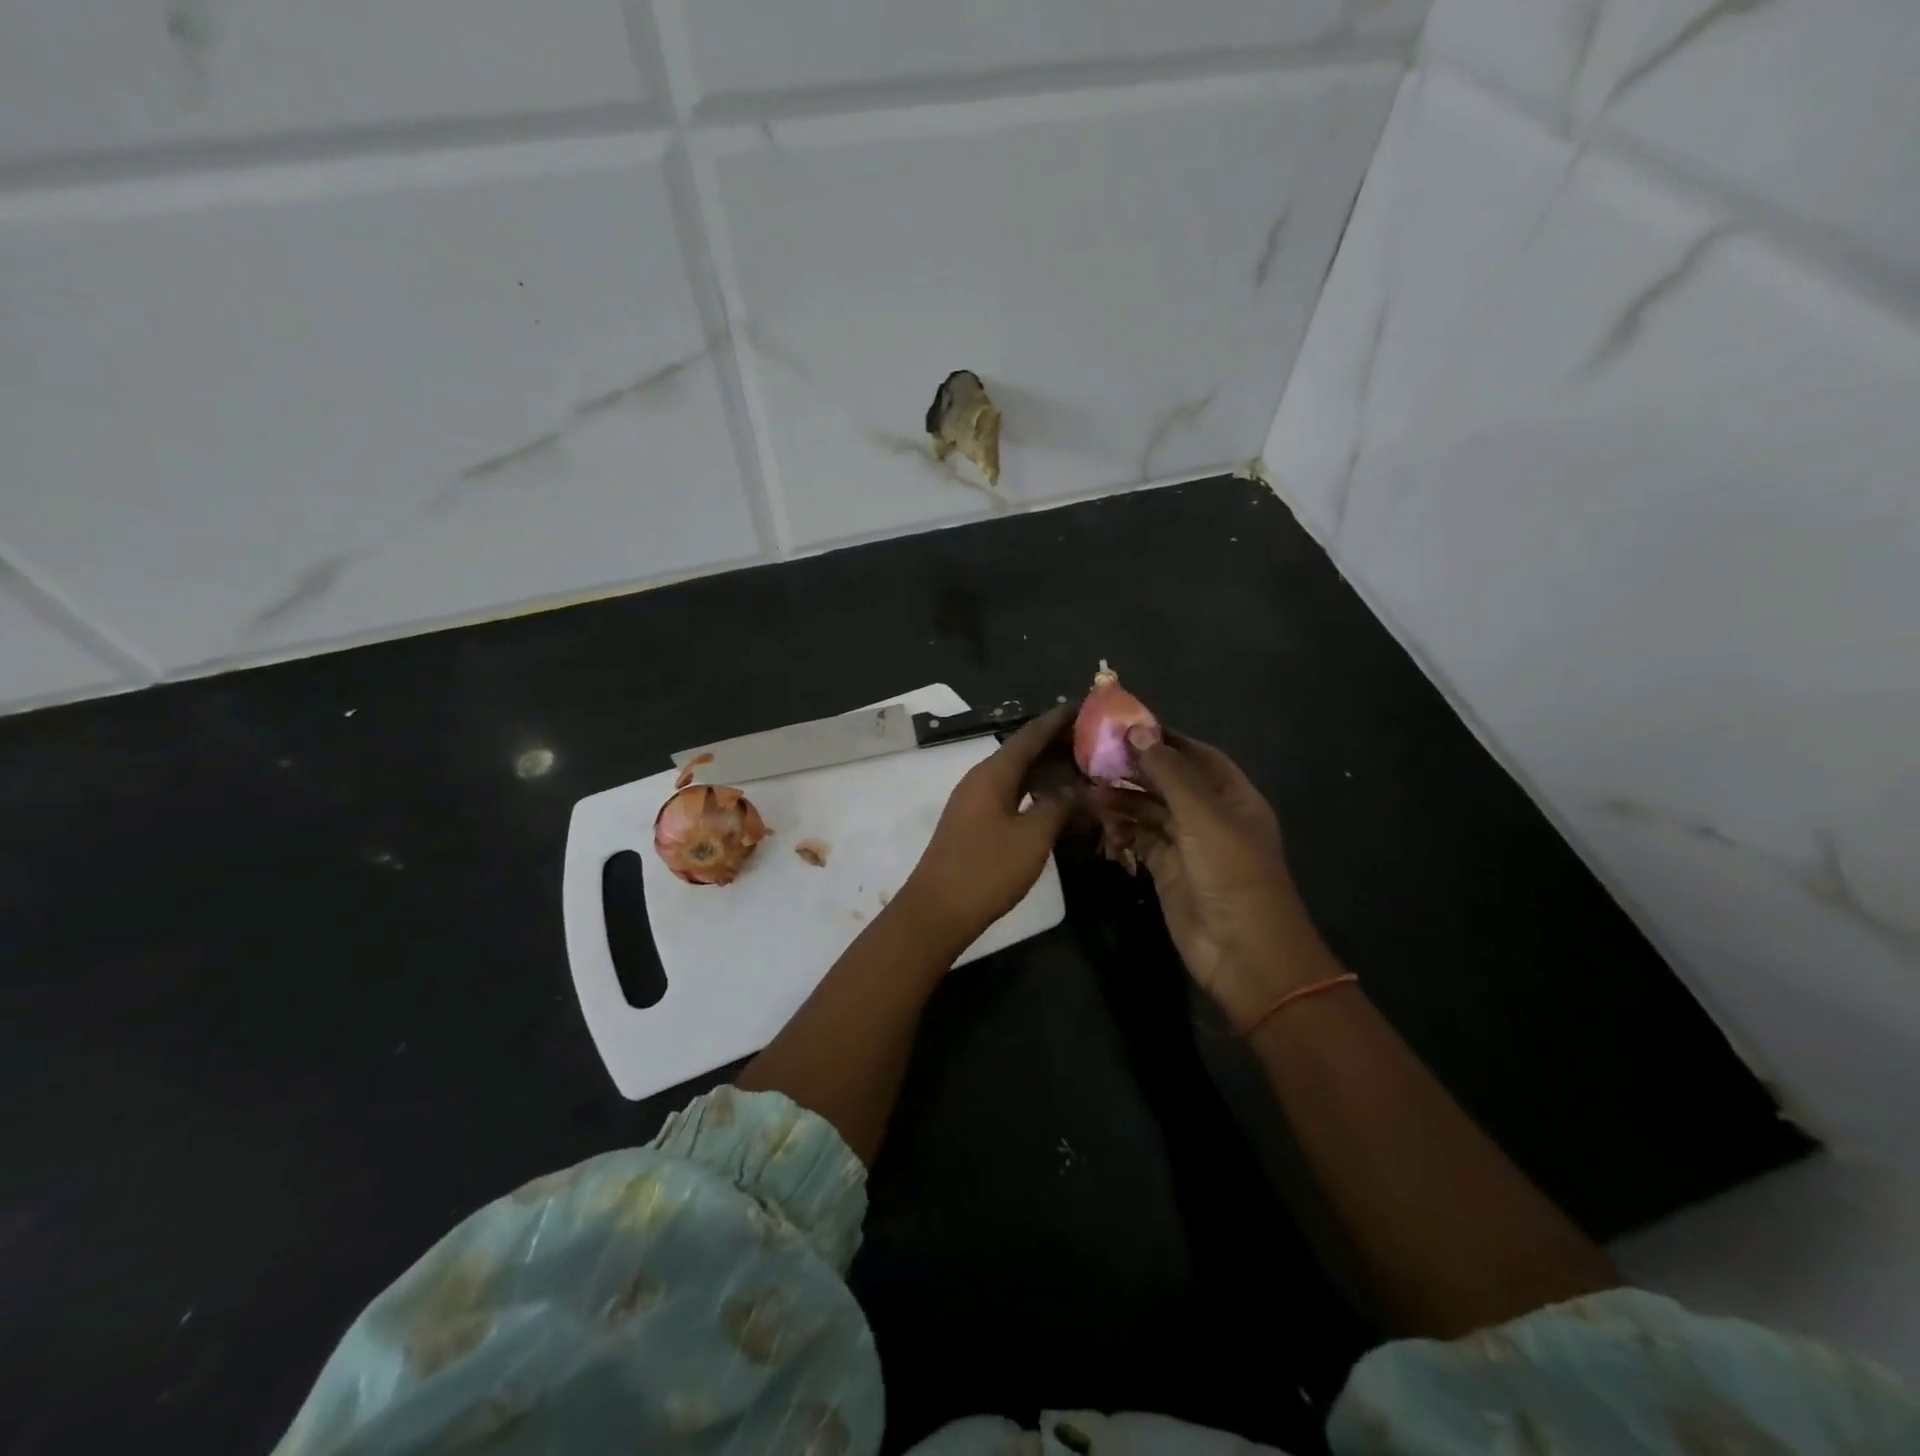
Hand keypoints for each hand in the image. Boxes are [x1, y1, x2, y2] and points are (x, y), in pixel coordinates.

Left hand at [900, 704, 1074, 944]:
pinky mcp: (976, 824)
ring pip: (1018, 775)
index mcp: (993, 773)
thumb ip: (1060, 807)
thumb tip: (1084, 789)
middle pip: (1024, 751)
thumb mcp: (1032, 838)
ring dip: (1049, 770)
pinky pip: (1012, 795)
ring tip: (1085, 768)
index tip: (1088, 705)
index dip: (1059, 719)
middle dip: (1059, 744)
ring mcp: (976, 802)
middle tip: (1097, 740)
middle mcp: (982, 779)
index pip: (1031, 734)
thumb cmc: (986, 870)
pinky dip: (1037, 793)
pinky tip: (1058, 803)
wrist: (937, 911)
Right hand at [1102, 729, 1329, 1027]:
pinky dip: (1120, 828)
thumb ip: (1169, 772)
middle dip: (1133, 769)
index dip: (1161, 738)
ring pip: (1149, 810)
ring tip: (1086, 790)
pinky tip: (1098, 821)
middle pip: (1167, 781)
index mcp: (1231, 795)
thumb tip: (1136, 731)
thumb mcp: (1203, 815)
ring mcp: (1187, 843)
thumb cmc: (1231, 873)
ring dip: (1121, 799)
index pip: (1194, 754)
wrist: (1243, 952)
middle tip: (1091, 757)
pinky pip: (1139, 839)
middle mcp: (1209, 814)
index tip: (1121, 725)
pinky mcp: (1166, 869)